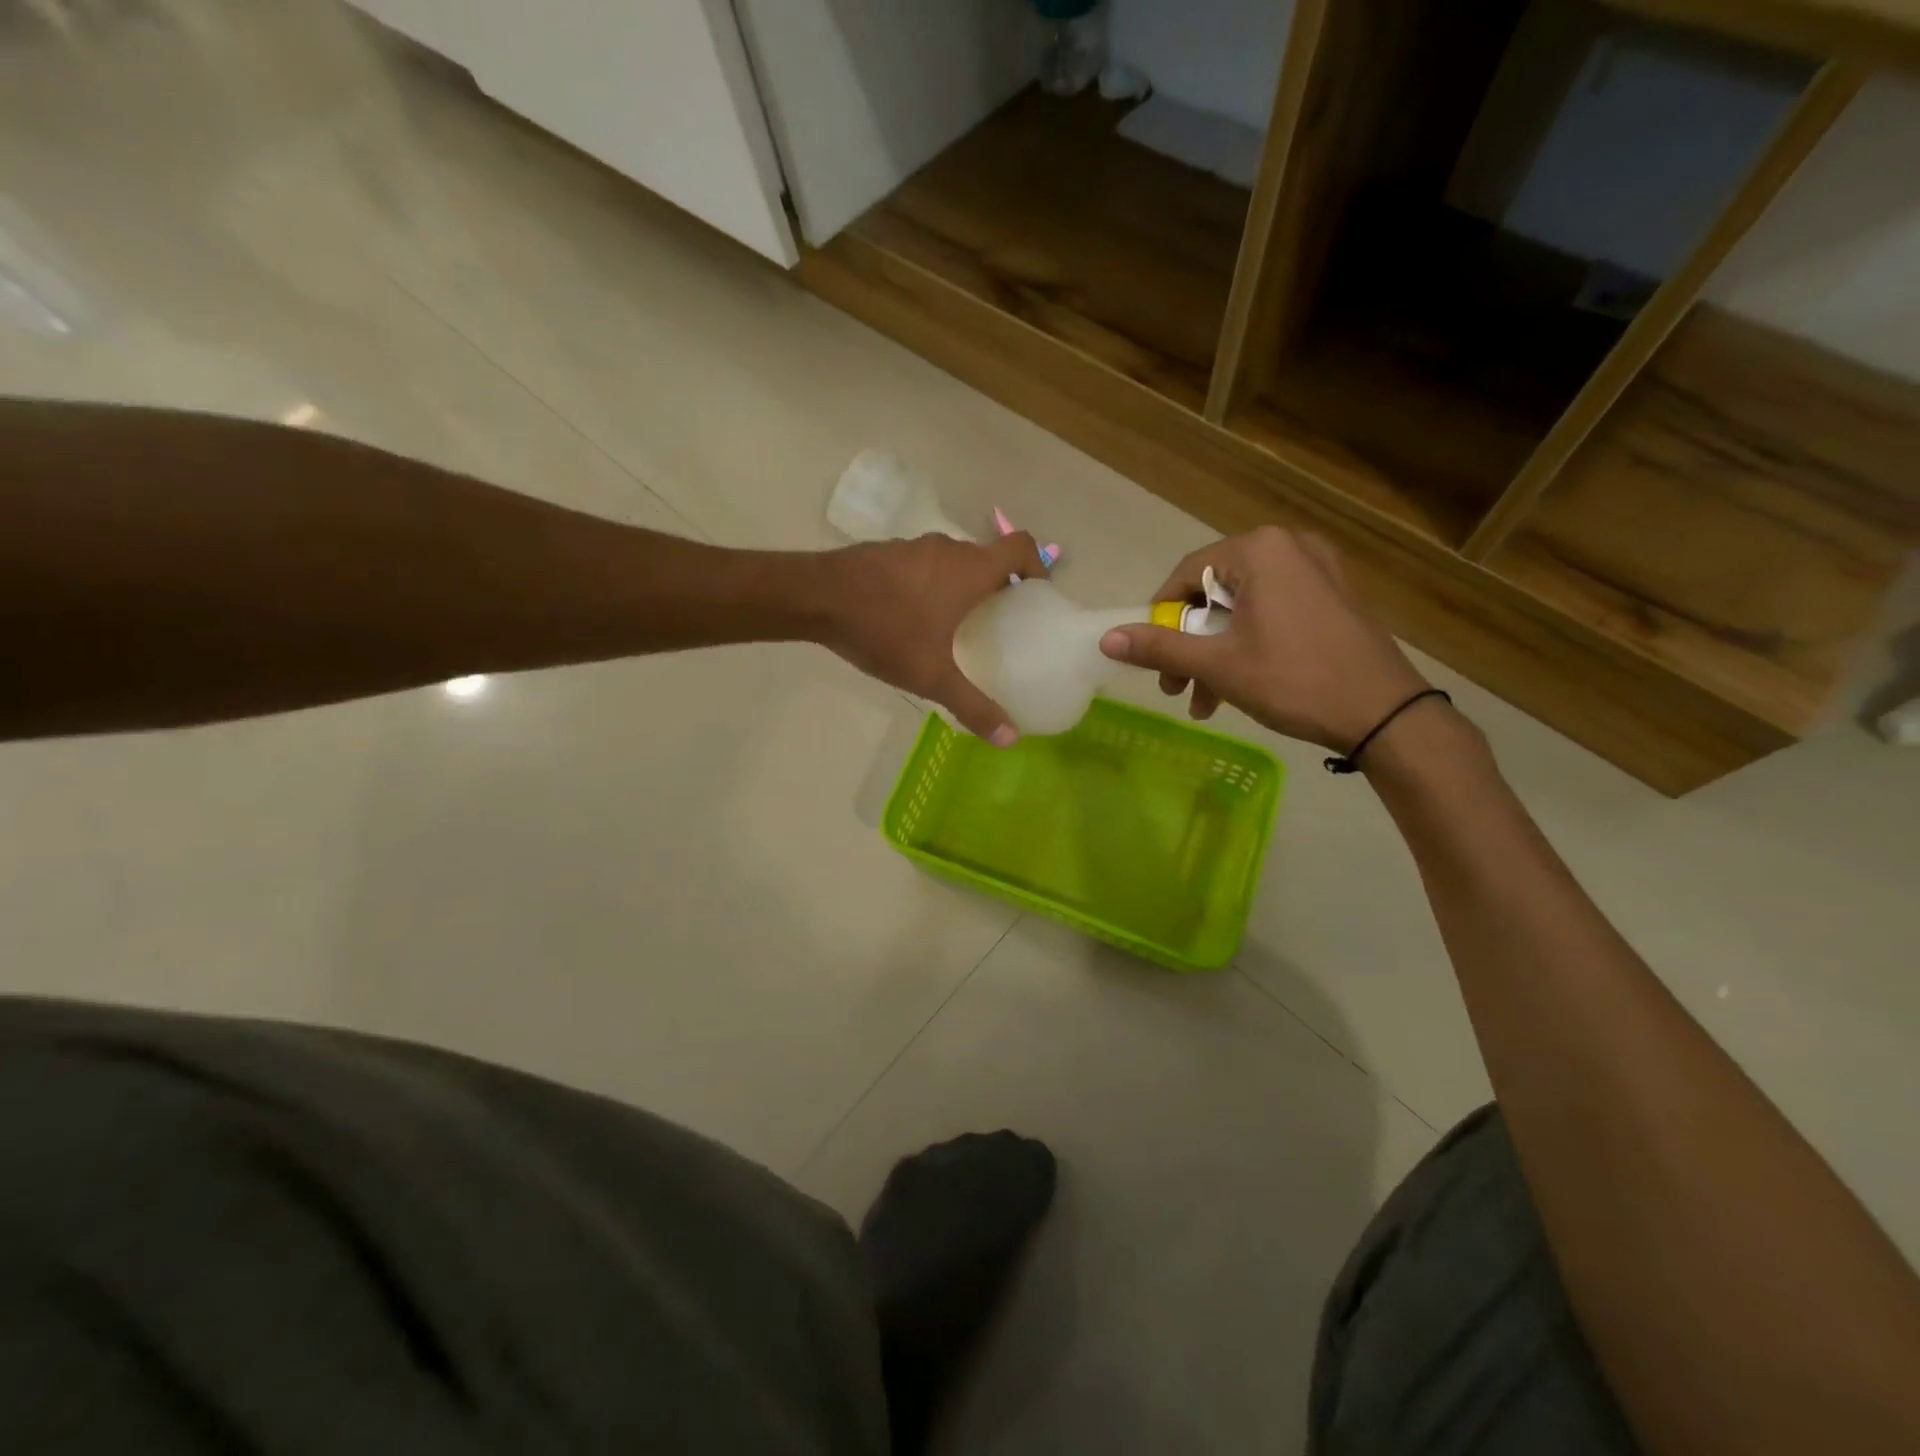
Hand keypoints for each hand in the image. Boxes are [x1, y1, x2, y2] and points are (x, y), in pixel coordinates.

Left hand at [814, 531, 1046, 744]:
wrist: (815, 597)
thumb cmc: (884, 630)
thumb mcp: (931, 675)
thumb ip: (972, 705)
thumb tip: (1010, 739)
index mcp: (970, 570)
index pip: (1020, 547)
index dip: (1037, 565)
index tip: (1037, 595)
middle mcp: (947, 549)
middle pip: (988, 557)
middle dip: (1001, 585)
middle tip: (1002, 622)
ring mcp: (914, 547)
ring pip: (953, 561)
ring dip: (964, 585)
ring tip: (959, 624)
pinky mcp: (887, 553)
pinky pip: (924, 565)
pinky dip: (933, 583)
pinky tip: (915, 618)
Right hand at [1098, 526, 1429, 751]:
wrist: (1384, 713)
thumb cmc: (1294, 679)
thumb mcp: (1218, 665)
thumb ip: (1159, 648)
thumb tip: (1106, 640)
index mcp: (1259, 550)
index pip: (1186, 574)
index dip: (1160, 618)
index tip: (1151, 657)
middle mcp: (1288, 546)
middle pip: (1214, 594)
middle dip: (1189, 645)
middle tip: (1175, 686)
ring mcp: (1316, 569)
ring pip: (1241, 608)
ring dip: (1214, 654)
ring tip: (1204, 701)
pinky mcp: (1332, 595)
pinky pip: (1271, 612)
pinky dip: (1247, 645)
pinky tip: (1237, 688)